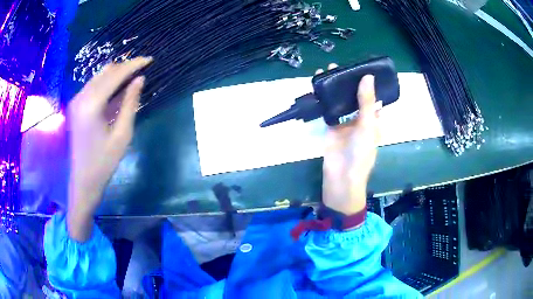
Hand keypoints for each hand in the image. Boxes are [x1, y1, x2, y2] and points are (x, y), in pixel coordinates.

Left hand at [67, 57, 151, 241]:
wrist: (83, 181)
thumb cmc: (104, 163)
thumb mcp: (122, 135)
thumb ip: (130, 103)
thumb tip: (139, 79)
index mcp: (91, 104)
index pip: (115, 74)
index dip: (133, 64)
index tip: (149, 59)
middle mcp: (81, 97)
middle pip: (106, 71)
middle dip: (125, 67)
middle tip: (143, 68)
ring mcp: (76, 100)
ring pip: (99, 76)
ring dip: (116, 74)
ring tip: (133, 76)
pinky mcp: (76, 105)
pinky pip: (93, 86)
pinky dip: (107, 83)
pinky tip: (117, 88)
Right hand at [320, 64, 379, 214]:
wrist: (341, 177)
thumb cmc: (361, 153)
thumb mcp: (367, 126)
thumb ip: (366, 102)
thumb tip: (367, 76)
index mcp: (373, 119)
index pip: (372, 97)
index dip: (368, 83)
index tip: (361, 66)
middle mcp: (360, 119)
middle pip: (354, 96)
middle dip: (348, 82)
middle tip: (340, 65)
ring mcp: (345, 122)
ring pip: (341, 101)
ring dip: (335, 88)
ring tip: (328, 70)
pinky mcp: (331, 126)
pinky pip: (328, 109)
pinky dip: (324, 99)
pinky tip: (319, 86)